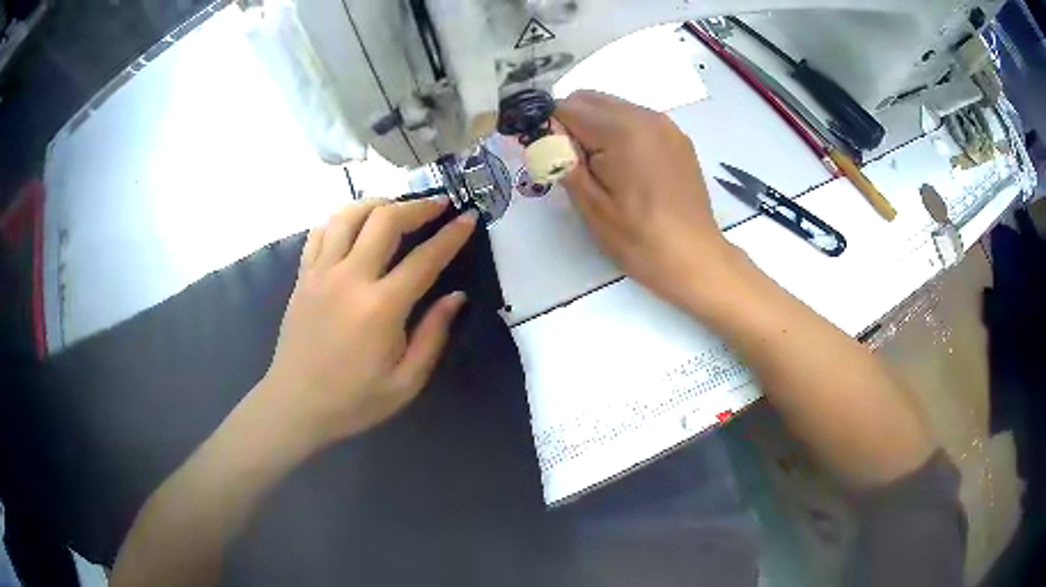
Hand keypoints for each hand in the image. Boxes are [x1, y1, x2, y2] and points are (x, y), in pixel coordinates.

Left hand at [260, 198, 475, 448]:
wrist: (296, 404)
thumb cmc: (354, 400)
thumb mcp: (406, 382)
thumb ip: (433, 336)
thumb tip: (456, 297)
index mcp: (381, 307)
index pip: (425, 259)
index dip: (452, 235)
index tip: (468, 217)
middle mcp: (350, 278)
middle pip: (385, 220)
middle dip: (417, 206)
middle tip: (437, 205)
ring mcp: (321, 273)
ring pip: (349, 215)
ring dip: (378, 204)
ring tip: (396, 208)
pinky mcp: (303, 276)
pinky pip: (321, 231)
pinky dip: (342, 219)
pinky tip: (355, 226)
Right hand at [555, 91, 735, 307]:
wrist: (695, 258)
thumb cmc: (640, 239)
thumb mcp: (591, 205)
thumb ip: (563, 161)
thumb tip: (544, 134)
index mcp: (622, 130)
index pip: (566, 107)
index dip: (549, 128)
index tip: (549, 156)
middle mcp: (645, 116)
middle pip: (589, 98)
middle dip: (570, 121)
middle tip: (571, 162)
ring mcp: (665, 125)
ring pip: (613, 106)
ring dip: (595, 125)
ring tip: (600, 167)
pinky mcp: (677, 138)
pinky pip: (636, 119)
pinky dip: (620, 131)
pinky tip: (626, 167)